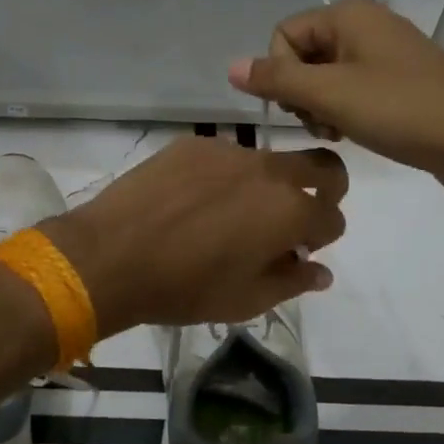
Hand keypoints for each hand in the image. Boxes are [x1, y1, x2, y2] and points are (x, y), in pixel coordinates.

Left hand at [42, 136, 345, 335]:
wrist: (111, 256)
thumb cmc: (185, 288)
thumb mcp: (246, 300)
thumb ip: (293, 281)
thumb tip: (322, 271)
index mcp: (290, 211)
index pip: (333, 217)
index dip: (323, 237)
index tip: (300, 251)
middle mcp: (268, 171)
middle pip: (322, 166)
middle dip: (325, 189)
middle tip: (295, 215)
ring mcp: (229, 150)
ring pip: (268, 161)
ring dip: (265, 186)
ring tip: (226, 216)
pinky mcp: (193, 144)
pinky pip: (224, 156)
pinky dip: (223, 177)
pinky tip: (191, 202)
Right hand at [228, 0, 443, 200]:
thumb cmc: (401, 111)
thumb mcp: (331, 95)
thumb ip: (277, 79)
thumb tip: (230, 67)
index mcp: (349, 15)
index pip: (283, 35)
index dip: (281, 74)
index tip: (301, 107)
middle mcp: (366, 25)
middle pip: (304, 54)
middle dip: (301, 93)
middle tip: (322, 124)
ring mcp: (387, 53)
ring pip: (327, 76)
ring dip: (321, 108)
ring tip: (339, 133)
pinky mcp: (403, 81)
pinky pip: (354, 89)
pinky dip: (346, 111)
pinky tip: (357, 134)